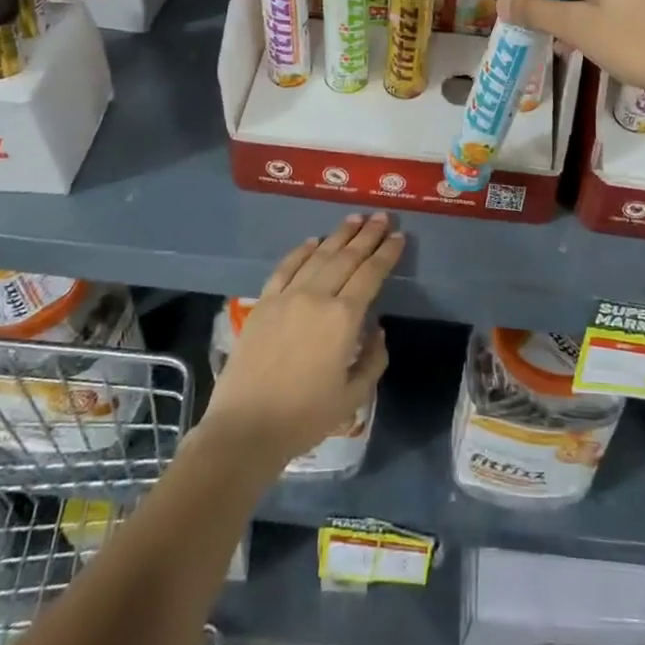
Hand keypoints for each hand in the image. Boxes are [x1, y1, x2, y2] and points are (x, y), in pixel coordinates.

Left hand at [201, 213, 401, 469]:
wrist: (246, 428)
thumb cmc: (305, 417)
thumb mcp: (353, 396)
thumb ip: (373, 359)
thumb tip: (377, 330)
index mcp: (344, 318)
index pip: (371, 274)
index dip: (387, 253)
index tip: (399, 237)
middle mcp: (317, 297)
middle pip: (347, 257)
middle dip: (367, 235)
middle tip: (381, 217)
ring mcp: (287, 296)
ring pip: (318, 255)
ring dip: (339, 235)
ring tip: (354, 219)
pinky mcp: (263, 303)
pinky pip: (285, 267)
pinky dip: (301, 251)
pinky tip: (313, 241)